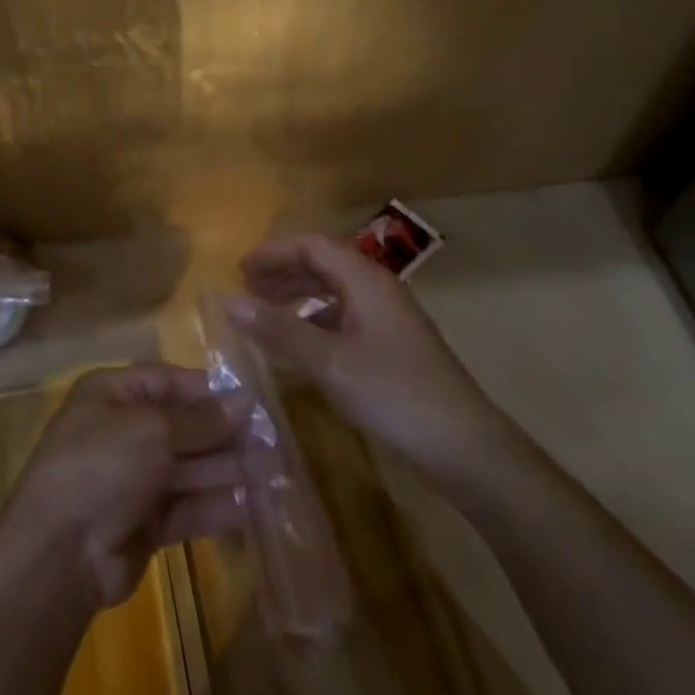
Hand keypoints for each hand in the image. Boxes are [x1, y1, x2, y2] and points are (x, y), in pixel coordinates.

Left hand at [0, 364, 249, 610]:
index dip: (209, 392)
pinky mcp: (144, 524)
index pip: (169, 383)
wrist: (59, 553)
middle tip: (271, 441)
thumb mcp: (152, 429)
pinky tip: (252, 506)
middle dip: (224, 434)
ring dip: (226, 470)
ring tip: (272, 472)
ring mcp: (133, 479)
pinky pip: (186, 507)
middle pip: (182, 426)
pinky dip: (215, 505)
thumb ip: (201, 420)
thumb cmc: (102, 465)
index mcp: (113, 394)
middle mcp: (122, 431)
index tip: (252, 402)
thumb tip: (245, 400)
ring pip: (188, 468)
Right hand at [228, 234, 505, 482]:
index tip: (240, 269)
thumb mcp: (329, 362)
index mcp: (366, 280)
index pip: (313, 245)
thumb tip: (228, 300)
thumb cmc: (394, 394)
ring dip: (298, 293)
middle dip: (283, 270)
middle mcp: (378, 290)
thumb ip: (279, 330)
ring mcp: (388, 319)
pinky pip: (344, 316)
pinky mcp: (392, 346)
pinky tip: (299, 342)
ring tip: (265, 309)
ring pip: (334, 290)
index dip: (274, 252)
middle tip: (246, 287)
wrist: (466, 448)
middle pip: (324, 263)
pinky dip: (315, 319)